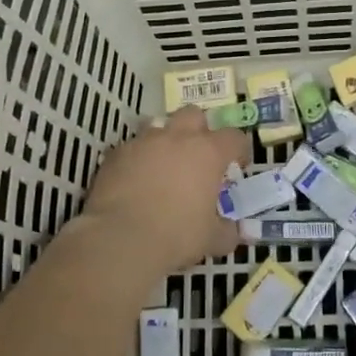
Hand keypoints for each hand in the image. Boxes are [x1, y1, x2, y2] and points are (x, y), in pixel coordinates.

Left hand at [73, 107, 250, 276]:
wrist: (120, 238)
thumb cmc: (177, 235)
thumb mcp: (211, 239)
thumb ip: (226, 231)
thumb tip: (232, 232)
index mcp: (208, 152)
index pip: (234, 137)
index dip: (239, 149)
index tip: (237, 165)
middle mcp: (177, 138)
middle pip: (193, 115)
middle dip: (199, 130)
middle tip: (198, 157)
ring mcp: (143, 142)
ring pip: (158, 127)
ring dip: (165, 142)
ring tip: (163, 168)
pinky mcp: (116, 154)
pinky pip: (131, 149)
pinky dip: (137, 160)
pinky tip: (135, 182)